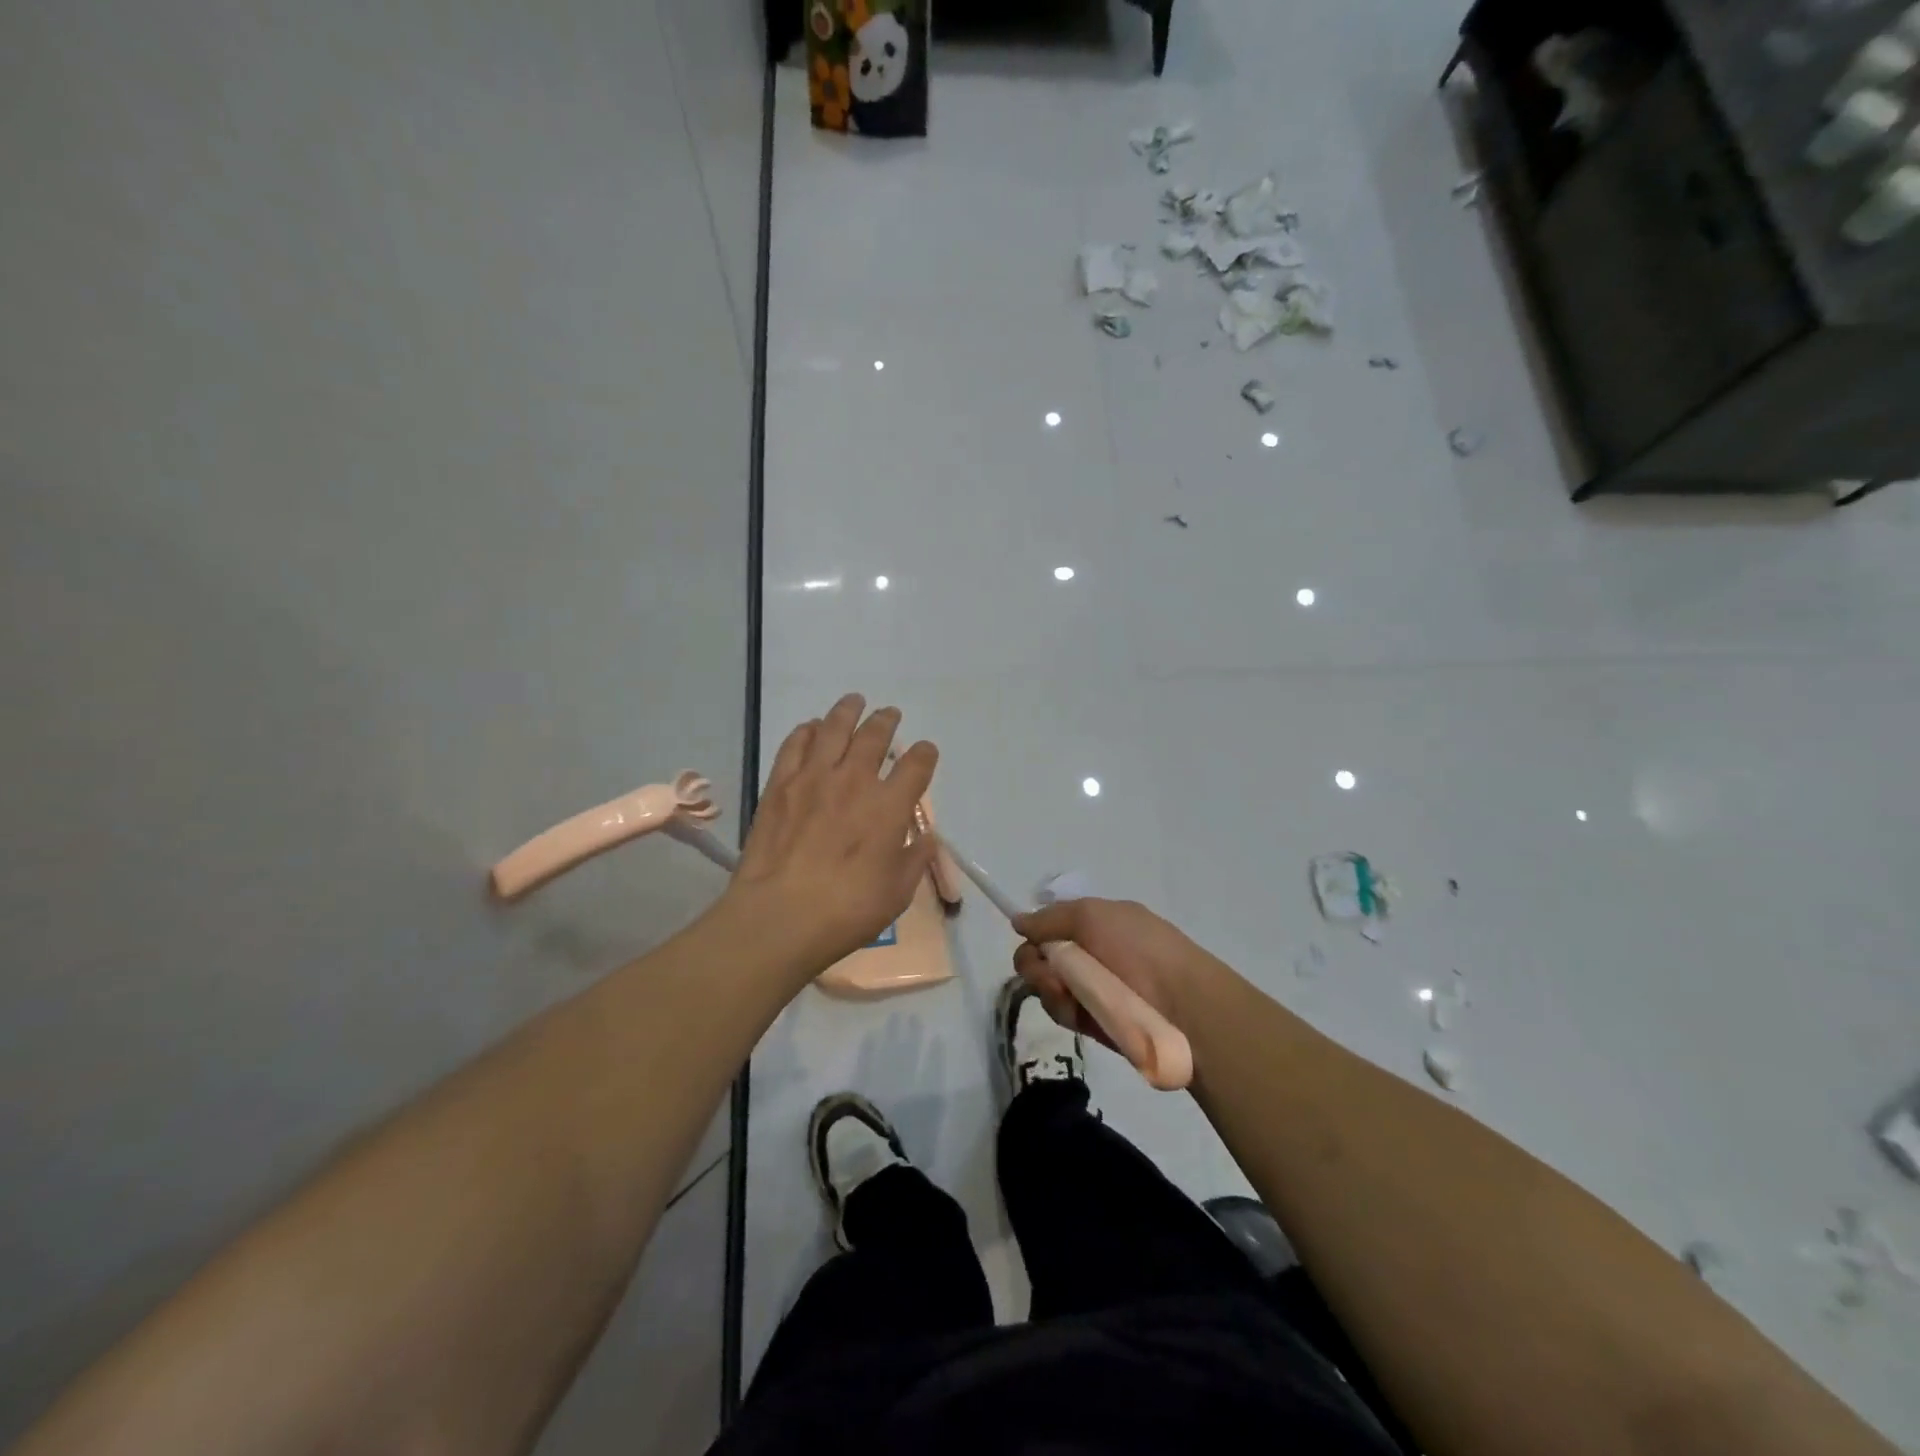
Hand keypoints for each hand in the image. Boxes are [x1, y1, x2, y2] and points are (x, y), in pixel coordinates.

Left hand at [722, 695, 937, 976]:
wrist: (780, 916)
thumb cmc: (847, 910)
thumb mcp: (897, 893)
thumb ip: (914, 860)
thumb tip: (926, 839)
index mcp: (890, 807)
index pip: (916, 766)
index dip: (925, 754)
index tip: (925, 751)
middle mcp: (856, 781)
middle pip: (875, 736)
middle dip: (886, 721)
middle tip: (889, 714)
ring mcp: (814, 778)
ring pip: (835, 729)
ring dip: (848, 711)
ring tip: (854, 701)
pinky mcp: (780, 784)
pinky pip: (795, 744)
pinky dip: (807, 730)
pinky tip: (811, 727)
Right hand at [1011, 898, 1219, 1047]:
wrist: (1181, 1004)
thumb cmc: (1139, 948)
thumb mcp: (1092, 915)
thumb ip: (1050, 918)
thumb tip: (1019, 921)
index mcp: (1097, 925)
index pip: (1052, 926)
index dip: (1036, 932)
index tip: (1027, 936)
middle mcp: (1091, 955)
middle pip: (1041, 956)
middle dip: (1035, 962)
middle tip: (1048, 970)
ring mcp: (1091, 989)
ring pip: (1045, 985)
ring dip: (1047, 985)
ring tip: (1066, 990)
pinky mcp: (1091, 1022)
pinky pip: (1060, 1011)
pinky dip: (1061, 1007)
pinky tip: (1074, 1007)